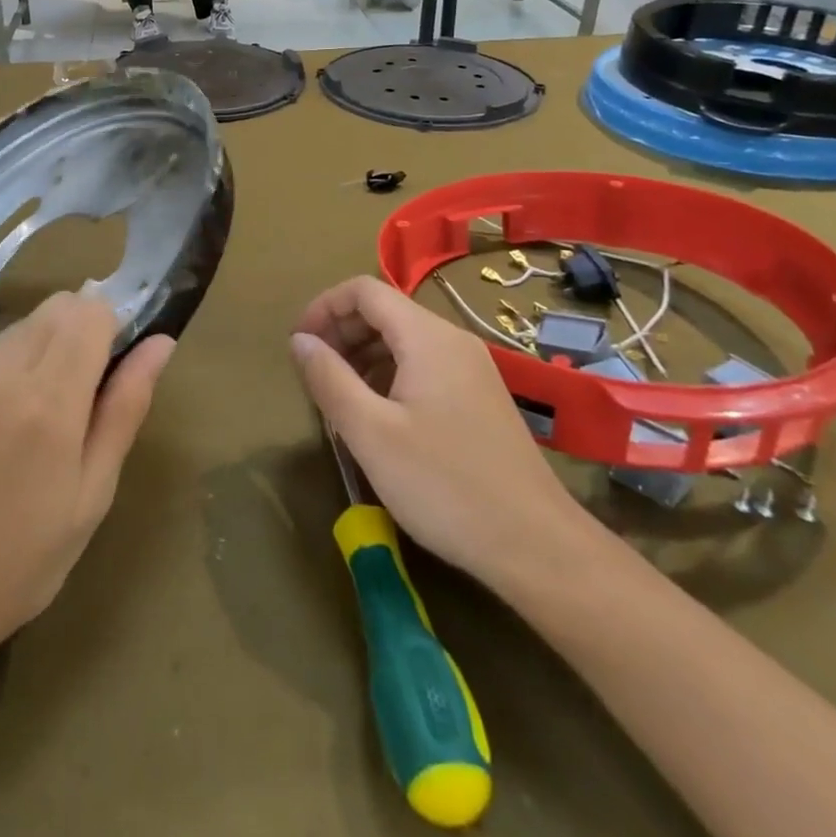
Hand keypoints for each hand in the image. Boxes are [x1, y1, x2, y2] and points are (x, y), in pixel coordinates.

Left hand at [0, 293, 173, 667]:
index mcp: (47, 404)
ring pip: (16, 332)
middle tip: (78, 393)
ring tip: (30, 420)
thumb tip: (160, 342)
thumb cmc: (26, 559)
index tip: (112, 363)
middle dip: (77, 333)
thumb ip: (126, 407)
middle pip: (52, 311)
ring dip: (37, 353)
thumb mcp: (94, 492)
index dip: (110, 327)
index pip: (89, 313)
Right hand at [289, 276, 594, 595]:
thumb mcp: (371, 433)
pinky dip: (389, 374)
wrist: (537, 546)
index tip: (298, 345)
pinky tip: (377, 414)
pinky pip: (424, 365)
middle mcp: (453, 340)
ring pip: (404, 339)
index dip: (323, 308)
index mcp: (427, 337)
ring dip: (362, 354)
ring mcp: (472, 369)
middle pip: (385, 310)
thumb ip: (329, 379)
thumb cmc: (445, 485)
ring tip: (337, 395)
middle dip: (341, 331)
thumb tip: (300, 341)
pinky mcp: (480, 397)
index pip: (364, 290)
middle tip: (312, 372)